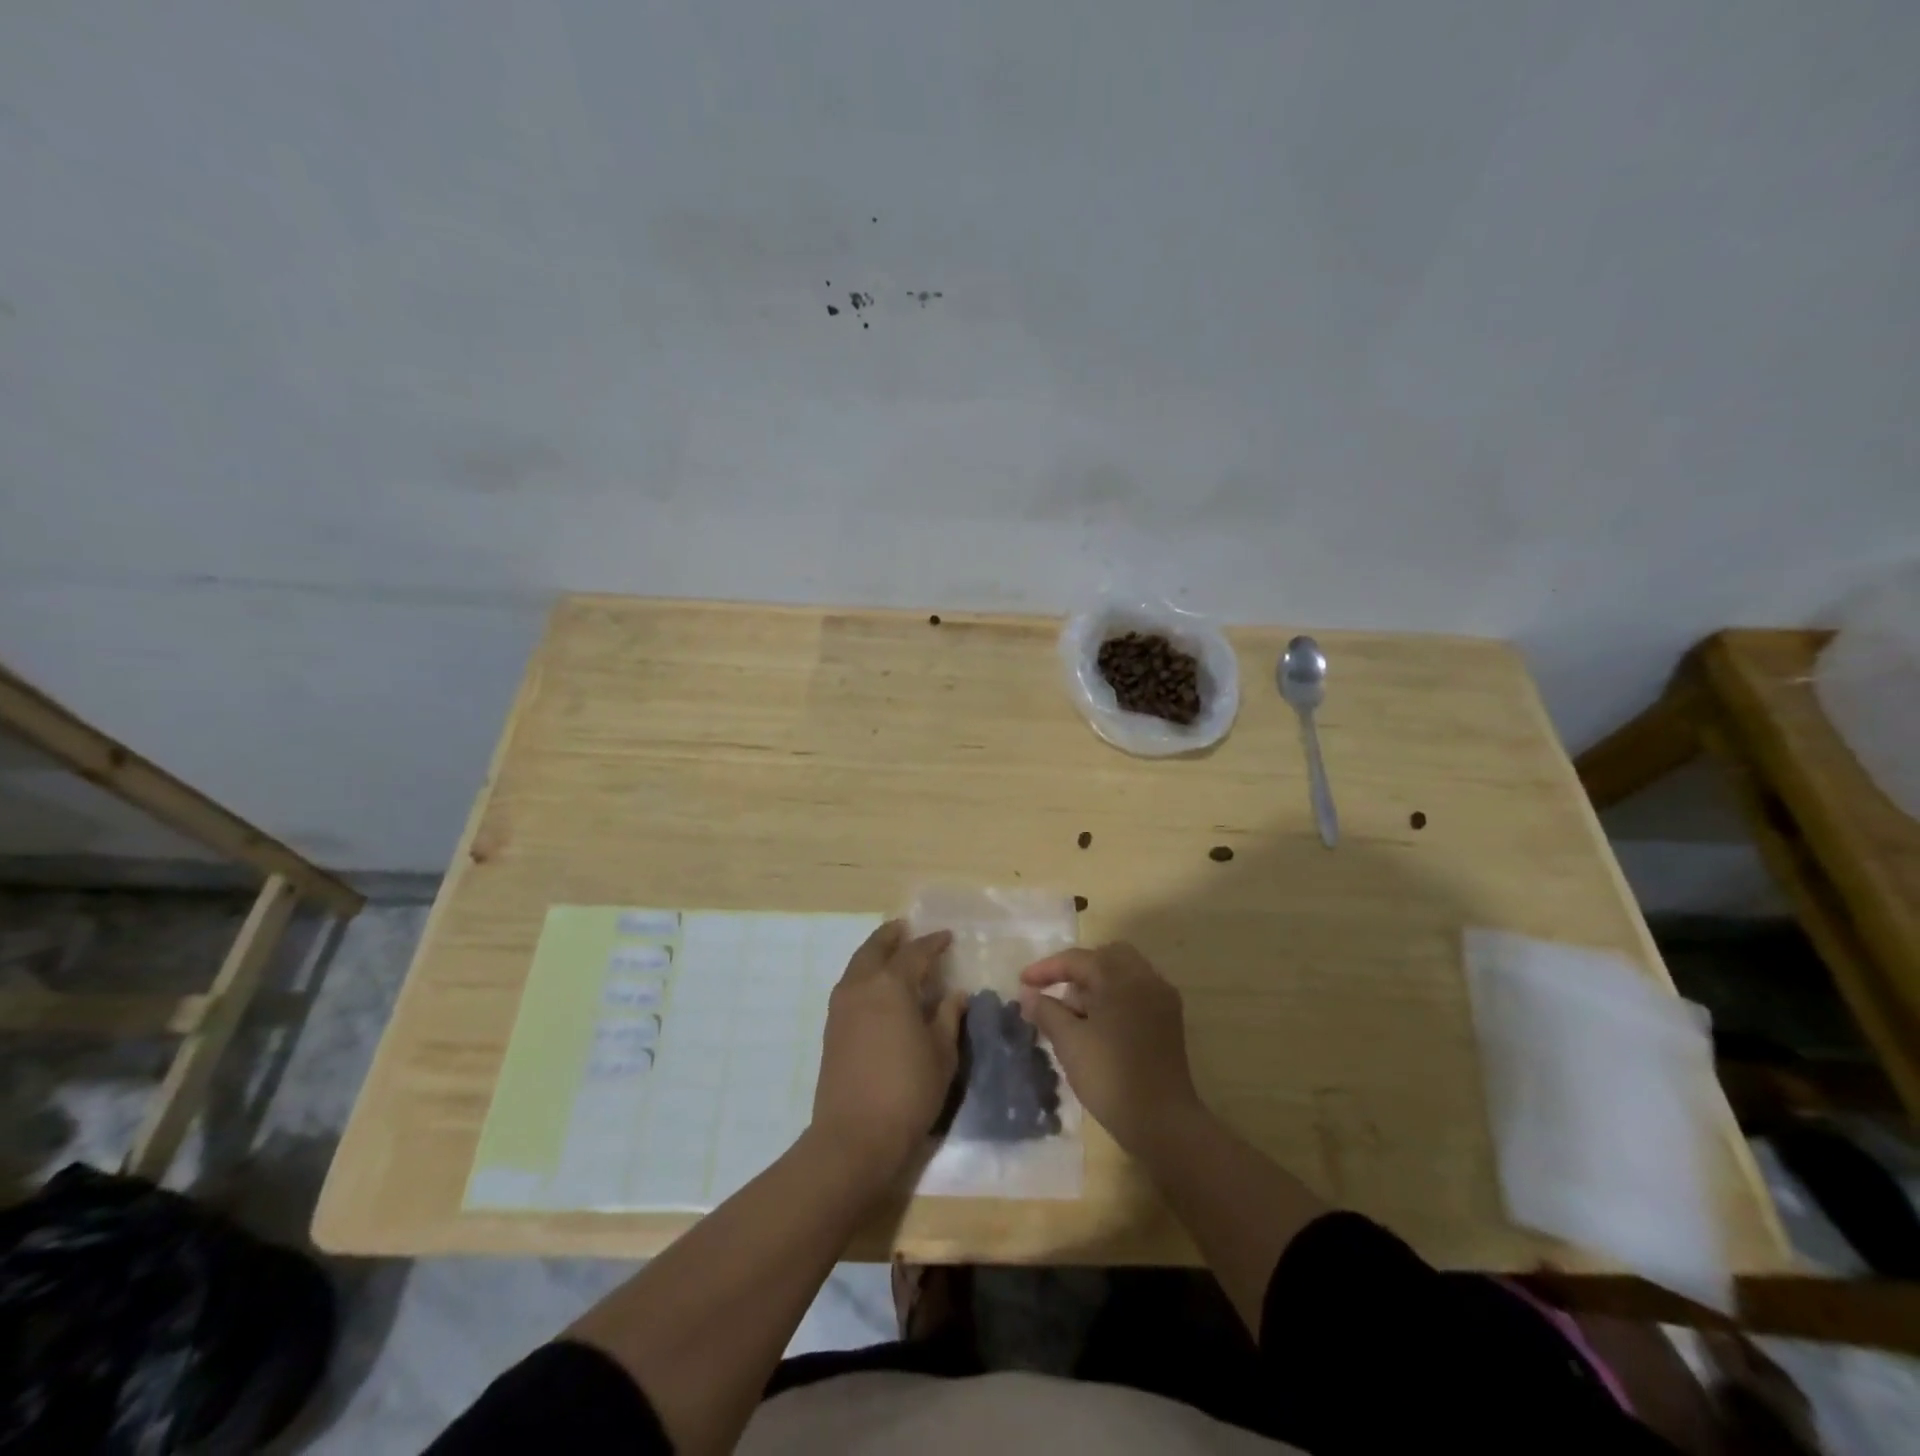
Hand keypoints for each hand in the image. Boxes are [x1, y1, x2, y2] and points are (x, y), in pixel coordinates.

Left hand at [811, 920, 965, 1177]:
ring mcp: (841, 1006)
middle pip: (876, 948)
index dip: (933, 943)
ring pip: (858, 964)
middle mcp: (862, 985)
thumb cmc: (908, 1091)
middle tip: (907, 929)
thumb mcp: (942, 1054)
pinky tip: (877, 987)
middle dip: (892, 936)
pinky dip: (864, 974)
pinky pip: (850, 984)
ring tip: (891, 953)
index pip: (915, 953)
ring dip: (875, 953)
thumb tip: (954, 994)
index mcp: (892, 985)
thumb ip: (947, 1017)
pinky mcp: (831, 1027)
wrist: (854, 1136)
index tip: (946, 937)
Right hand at [1018, 942, 1204, 1155]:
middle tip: (1053, 990)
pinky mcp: (1168, 1020)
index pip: (1078, 960)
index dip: (1046, 969)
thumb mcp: (1069, 1042)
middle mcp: (1146, 978)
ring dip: (1095, 984)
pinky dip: (1113, 998)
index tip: (1021, 982)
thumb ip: (1046, 1011)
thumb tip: (1027, 994)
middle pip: (1105, 957)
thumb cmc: (1110, 1076)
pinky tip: (1096, 1024)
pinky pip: (1135, 993)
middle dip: (1076, 970)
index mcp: (1121, 977)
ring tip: (1071, 1013)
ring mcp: (1161, 998)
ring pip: (1122, 974)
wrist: (1162, 1122)